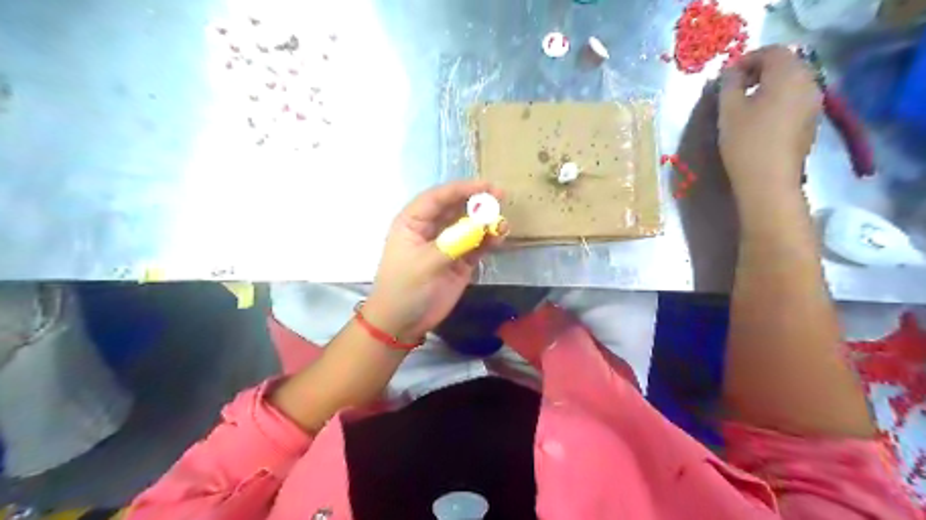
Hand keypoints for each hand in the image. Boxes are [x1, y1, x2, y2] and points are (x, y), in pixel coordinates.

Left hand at [364, 181, 505, 342]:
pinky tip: (499, 237)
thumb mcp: (425, 263)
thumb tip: (483, 225)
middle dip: (477, 202)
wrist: (402, 323)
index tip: (486, 186)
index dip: (462, 189)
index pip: (438, 197)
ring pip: (469, 226)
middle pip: (456, 207)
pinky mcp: (460, 261)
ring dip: (486, 222)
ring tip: (502, 224)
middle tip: (501, 198)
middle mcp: (431, 228)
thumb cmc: (404, 288)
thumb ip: (454, 243)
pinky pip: (477, 245)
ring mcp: (447, 245)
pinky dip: (488, 240)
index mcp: (413, 222)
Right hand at [720, 44, 820, 198]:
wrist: (769, 180)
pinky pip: (795, 98)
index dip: (747, 59)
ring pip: (792, 81)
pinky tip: (761, 118)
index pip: (770, 52)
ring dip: (769, 86)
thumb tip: (731, 73)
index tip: (726, 77)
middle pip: (785, 64)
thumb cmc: (745, 141)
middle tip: (735, 88)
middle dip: (759, 71)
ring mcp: (814, 101)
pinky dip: (778, 99)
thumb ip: (728, 84)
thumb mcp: (728, 110)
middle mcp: (808, 80)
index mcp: (788, 73)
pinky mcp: (812, 119)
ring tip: (746, 104)